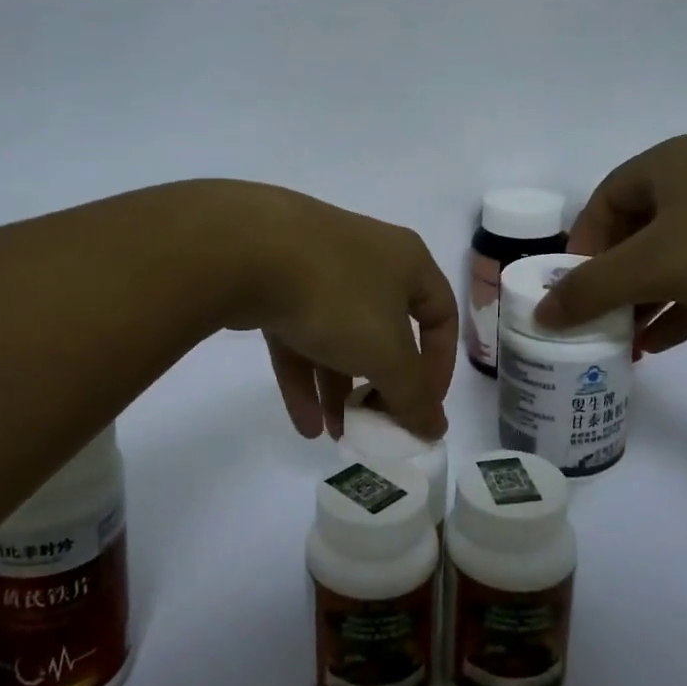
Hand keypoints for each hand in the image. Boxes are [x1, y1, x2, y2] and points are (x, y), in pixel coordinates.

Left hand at [213, 184, 456, 441]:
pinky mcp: (274, 283)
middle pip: (386, 330)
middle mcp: (367, 258)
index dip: (439, 367)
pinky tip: (304, 424)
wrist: (245, 250)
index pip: (441, 316)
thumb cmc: (337, 296)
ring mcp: (317, 267)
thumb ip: (414, 396)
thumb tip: (435, 429)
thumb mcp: (387, 354)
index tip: (422, 408)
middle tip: (374, 425)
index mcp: (407, 262)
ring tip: (336, 435)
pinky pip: (298, 335)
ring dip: (340, 388)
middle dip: (381, 385)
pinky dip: (304, 377)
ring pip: (339, 335)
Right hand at [534, 136, 686, 353]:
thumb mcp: (654, 265)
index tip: (571, 295)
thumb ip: (591, 289)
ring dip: (646, 300)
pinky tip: (662, 344)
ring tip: (623, 344)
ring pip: (673, 257)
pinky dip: (684, 305)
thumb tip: (539, 313)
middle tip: (596, 324)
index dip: (579, 251)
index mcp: (663, 166)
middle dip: (612, 283)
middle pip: (634, 234)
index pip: (600, 206)